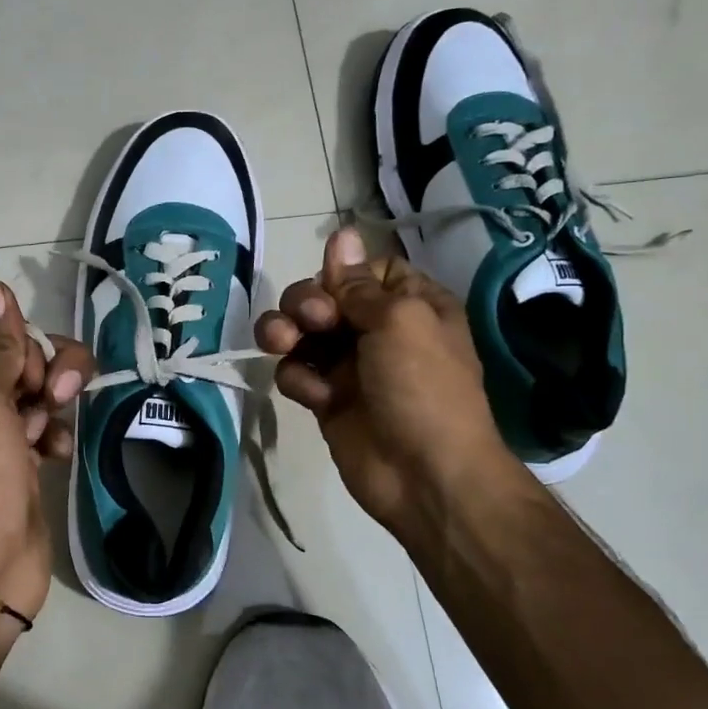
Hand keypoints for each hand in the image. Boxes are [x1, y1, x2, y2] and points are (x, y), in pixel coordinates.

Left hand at [0, 280, 93, 624]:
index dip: (14, 333)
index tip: (29, 360)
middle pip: (18, 354)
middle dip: (45, 366)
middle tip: (53, 396)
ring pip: (39, 389)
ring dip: (56, 400)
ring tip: (53, 429)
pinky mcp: (23, 462)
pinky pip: (49, 428)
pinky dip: (57, 435)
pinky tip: (58, 455)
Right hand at [255, 227, 520, 550]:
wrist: (425, 475)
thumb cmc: (423, 388)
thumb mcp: (400, 321)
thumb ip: (360, 282)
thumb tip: (341, 233)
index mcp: (410, 305)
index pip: (364, 270)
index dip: (341, 275)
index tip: (334, 291)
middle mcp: (378, 330)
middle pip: (323, 297)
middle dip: (306, 304)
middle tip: (313, 323)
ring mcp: (350, 365)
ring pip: (301, 333)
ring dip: (285, 334)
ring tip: (282, 346)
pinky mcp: (327, 399)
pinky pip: (297, 373)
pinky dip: (298, 380)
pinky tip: (316, 397)